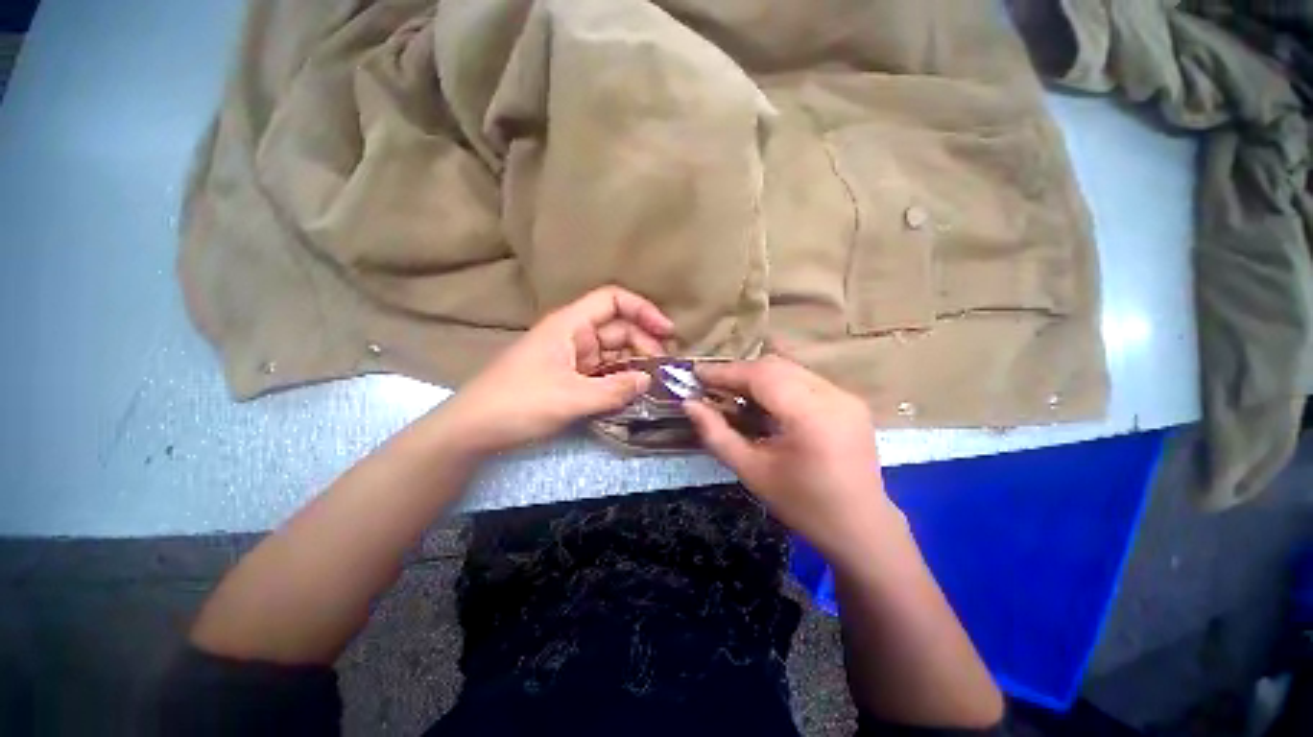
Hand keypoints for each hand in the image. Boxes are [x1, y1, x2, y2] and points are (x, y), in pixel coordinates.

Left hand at [436, 286, 674, 455]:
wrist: (473, 429)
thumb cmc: (518, 403)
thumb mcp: (571, 397)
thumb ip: (614, 389)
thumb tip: (648, 380)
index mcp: (570, 324)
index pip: (613, 300)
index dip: (643, 310)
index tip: (667, 331)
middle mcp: (574, 335)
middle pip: (619, 328)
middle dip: (645, 344)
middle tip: (665, 369)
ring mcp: (572, 358)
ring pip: (613, 352)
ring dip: (635, 364)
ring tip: (656, 383)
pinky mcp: (570, 378)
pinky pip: (603, 372)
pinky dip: (620, 379)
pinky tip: (635, 392)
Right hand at [683, 356, 900, 551]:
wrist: (861, 528)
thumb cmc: (803, 505)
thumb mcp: (751, 472)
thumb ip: (716, 434)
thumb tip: (689, 404)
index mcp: (811, 416)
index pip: (761, 375)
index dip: (725, 371)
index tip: (696, 374)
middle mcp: (833, 396)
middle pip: (776, 365)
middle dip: (739, 372)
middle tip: (712, 386)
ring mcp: (846, 396)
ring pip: (790, 368)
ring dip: (757, 376)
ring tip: (733, 393)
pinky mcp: (849, 400)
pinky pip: (804, 379)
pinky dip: (777, 383)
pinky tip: (764, 402)